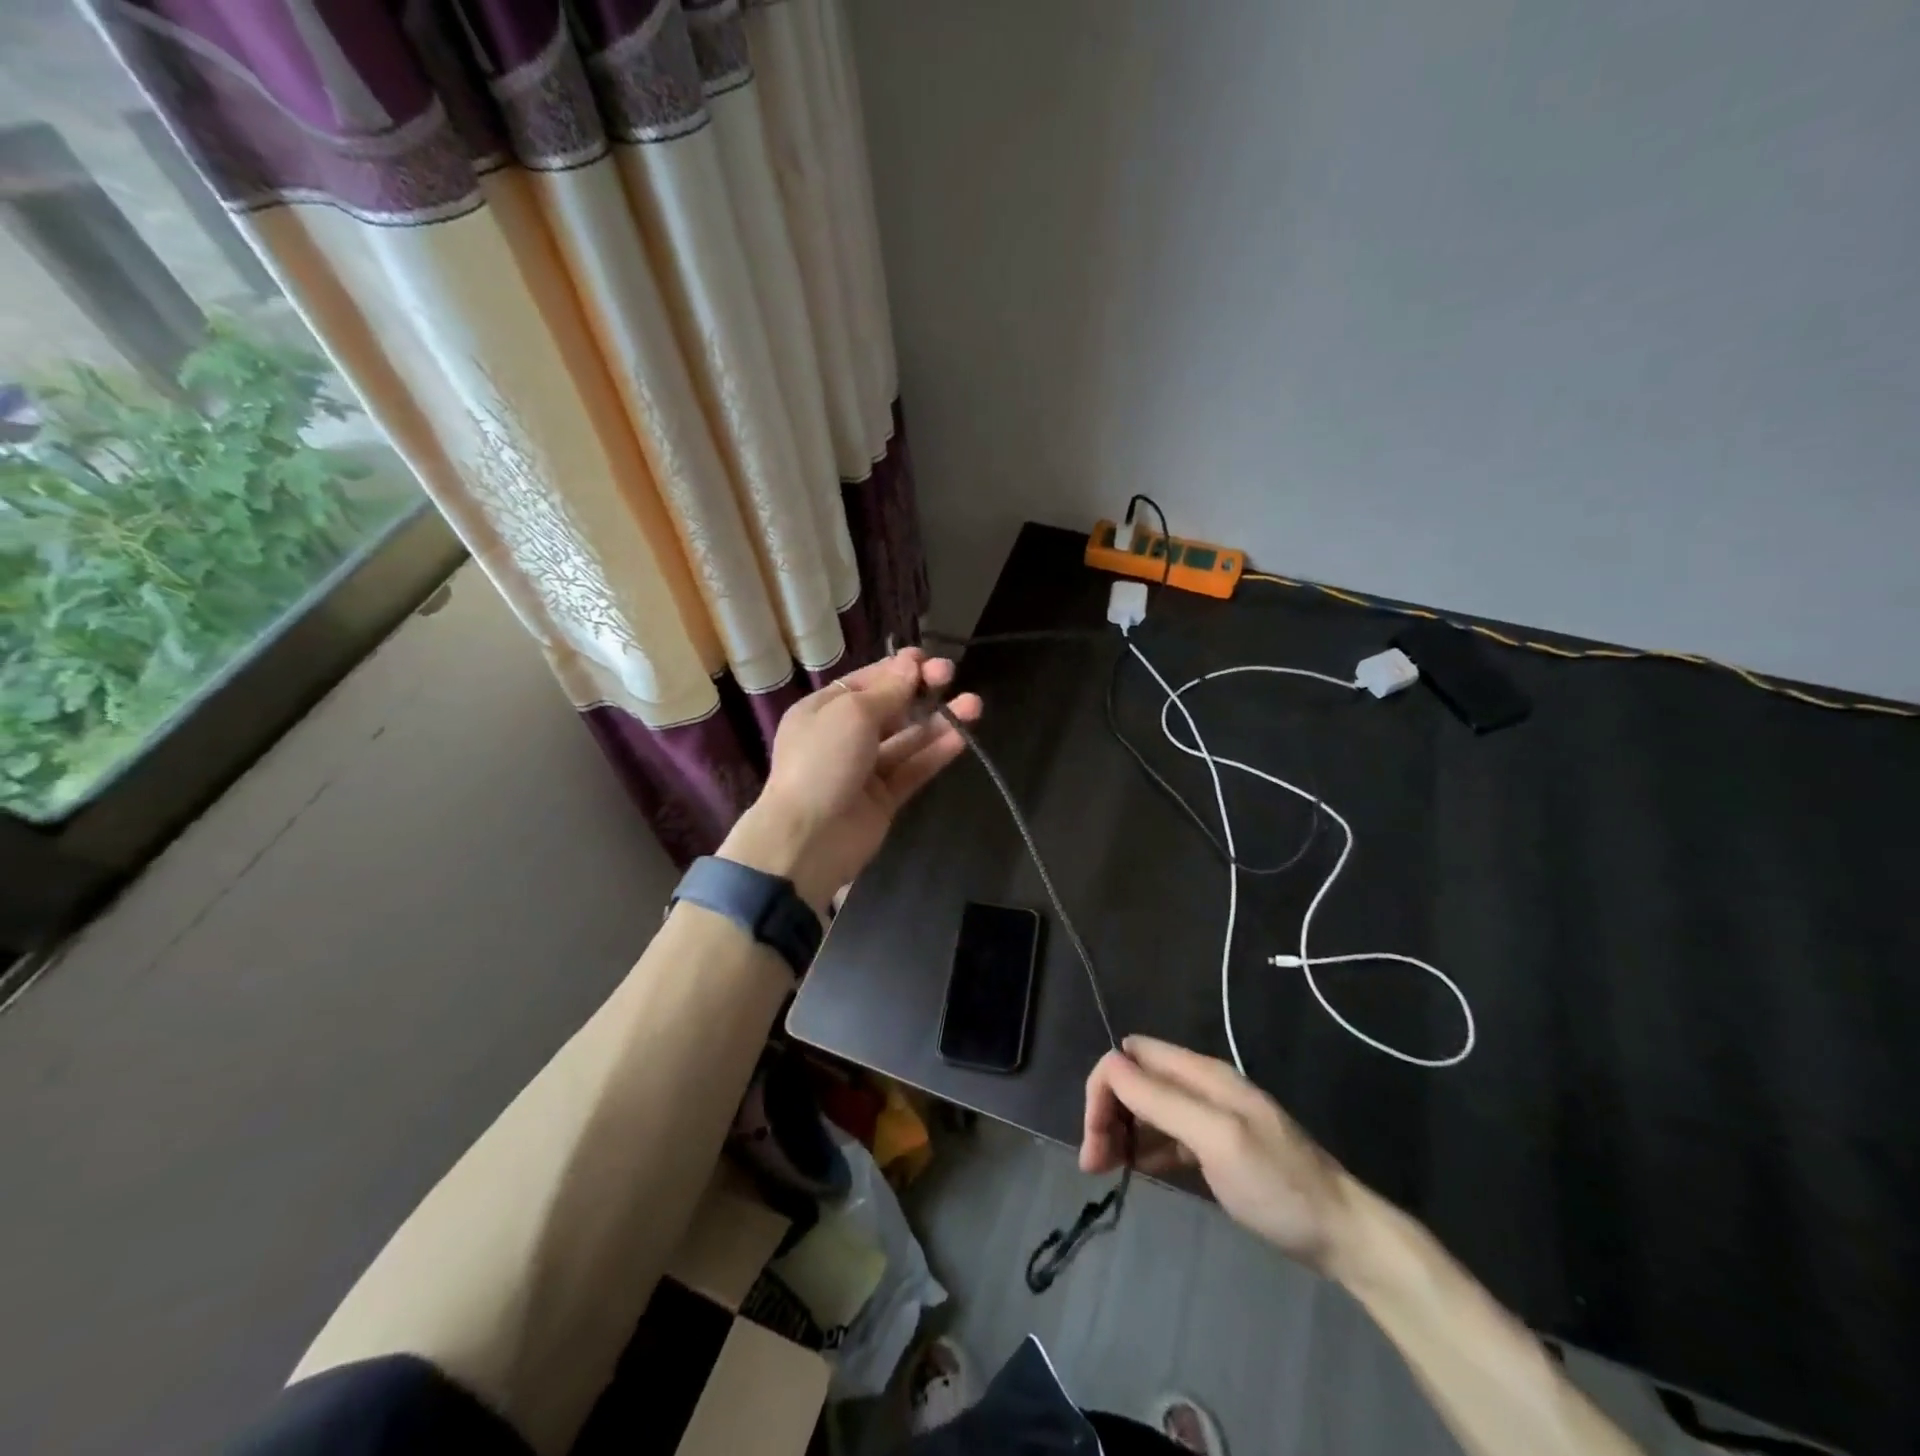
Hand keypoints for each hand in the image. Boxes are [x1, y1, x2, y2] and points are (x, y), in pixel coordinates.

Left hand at [722, 648, 981, 913]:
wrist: (807, 839)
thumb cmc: (822, 762)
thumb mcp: (852, 714)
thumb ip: (887, 691)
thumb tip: (910, 665)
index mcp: (823, 710)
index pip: (866, 682)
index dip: (897, 669)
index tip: (928, 658)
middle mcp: (843, 736)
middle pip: (890, 708)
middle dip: (920, 690)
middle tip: (951, 674)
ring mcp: (864, 769)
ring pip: (907, 739)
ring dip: (938, 721)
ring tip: (974, 705)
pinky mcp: (884, 798)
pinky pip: (913, 769)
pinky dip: (936, 753)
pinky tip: (963, 737)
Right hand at [1081, 1036, 1353, 1271]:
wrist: (1343, 1235)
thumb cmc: (1277, 1185)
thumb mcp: (1217, 1139)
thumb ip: (1163, 1100)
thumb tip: (1109, 1066)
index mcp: (1201, 1073)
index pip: (1131, 1055)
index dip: (1105, 1087)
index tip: (1094, 1137)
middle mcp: (1200, 1086)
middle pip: (1135, 1080)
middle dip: (1107, 1112)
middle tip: (1093, 1162)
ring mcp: (1209, 1116)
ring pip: (1146, 1108)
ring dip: (1120, 1131)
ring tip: (1103, 1171)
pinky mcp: (1215, 1147)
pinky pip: (1165, 1136)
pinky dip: (1143, 1148)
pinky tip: (1134, 1171)